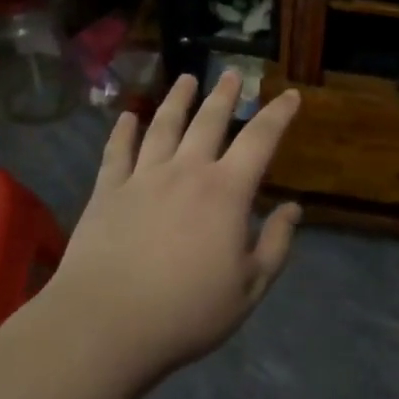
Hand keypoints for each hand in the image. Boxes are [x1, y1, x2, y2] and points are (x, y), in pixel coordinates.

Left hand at [46, 70, 302, 387]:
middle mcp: (186, 171)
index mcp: (226, 191)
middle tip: (232, 73)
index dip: (278, 114)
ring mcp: (143, 177)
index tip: (290, 95)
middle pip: (209, 121)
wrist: (105, 326)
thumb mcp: (249, 287)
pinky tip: (126, 116)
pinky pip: (117, 152)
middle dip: (224, 95)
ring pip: (163, 126)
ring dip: (177, 99)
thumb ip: (276, 244)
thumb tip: (294, 208)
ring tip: (186, 78)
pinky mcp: (107, 192)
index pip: (260, 139)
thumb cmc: (186, 311)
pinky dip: (123, 130)